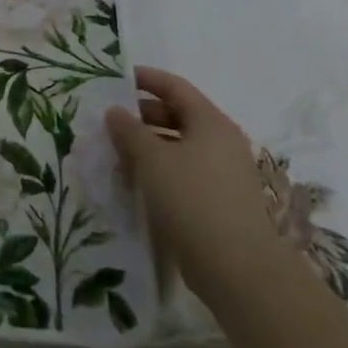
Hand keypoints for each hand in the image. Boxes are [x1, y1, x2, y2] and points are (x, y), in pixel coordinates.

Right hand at [104, 66, 285, 306]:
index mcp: (210, 122)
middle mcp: (220, 142)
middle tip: (110, 121)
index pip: (175, 87)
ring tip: (116, 154)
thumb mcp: (151, 158)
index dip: (146, 79)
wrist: (237, 267)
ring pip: (178, 147)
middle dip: (142, 116)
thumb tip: (115, 111)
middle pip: (177, 115)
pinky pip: (183, 173)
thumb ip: (129, 130)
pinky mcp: (218, 201)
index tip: (116, 79)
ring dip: (147, 147)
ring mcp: (222, 173)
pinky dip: (159, 171)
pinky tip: (135, 183)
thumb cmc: (192, 198)